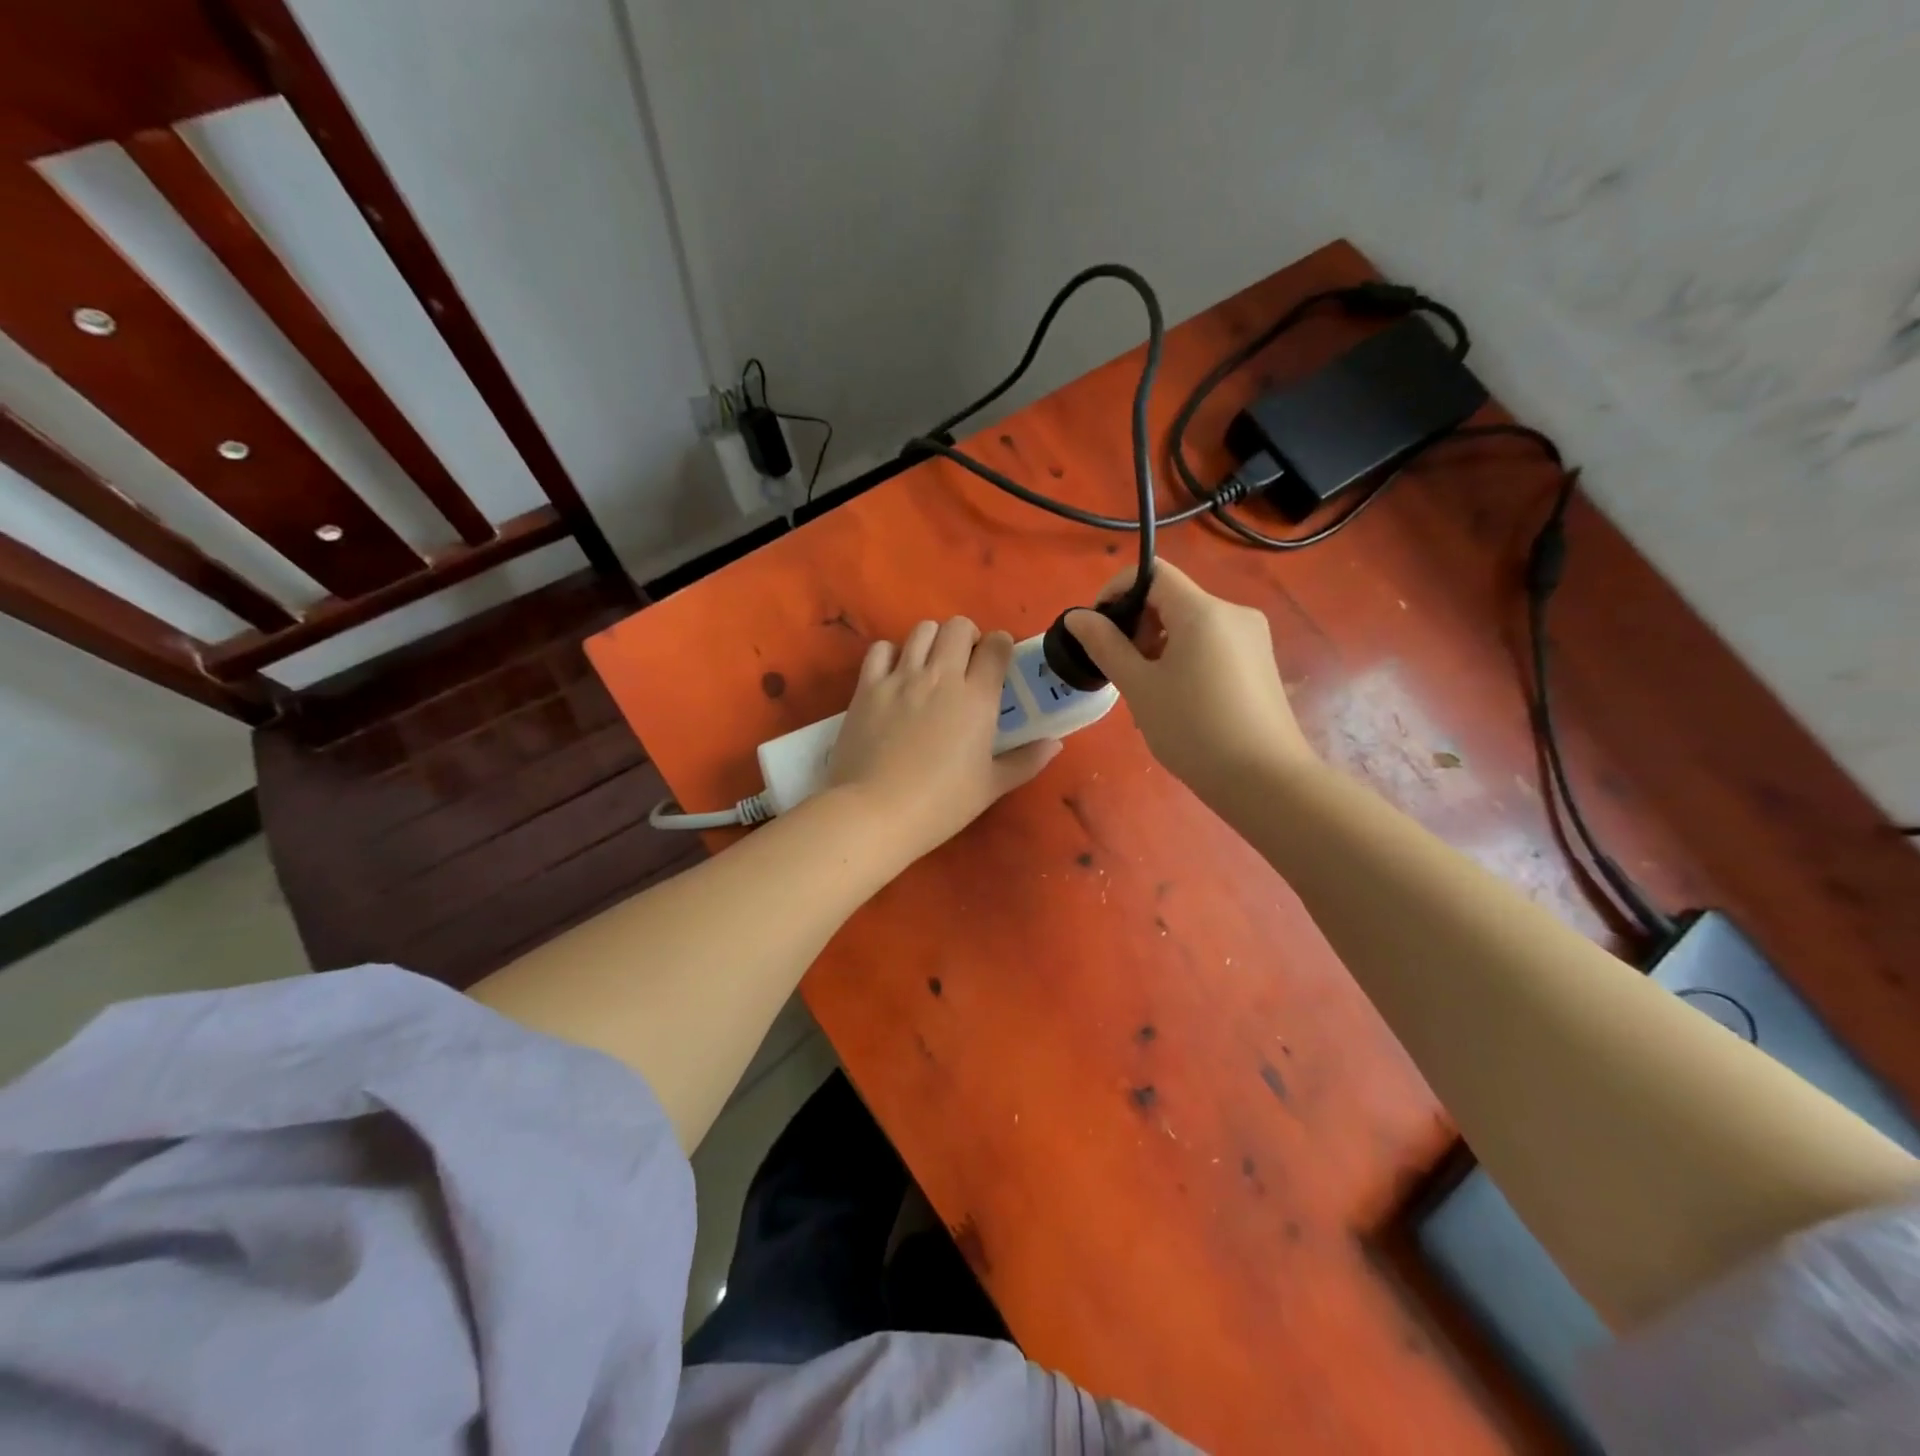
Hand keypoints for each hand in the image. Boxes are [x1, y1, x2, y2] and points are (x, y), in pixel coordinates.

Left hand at [828, 617, 1061, 863]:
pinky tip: (896, 674)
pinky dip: (892, 653)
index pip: (996, 646)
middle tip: (966, 663)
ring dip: (933, 640)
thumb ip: (1026, 761)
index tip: (998, 662)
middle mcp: (941, 676)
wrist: (876, 812)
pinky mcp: (867, 687)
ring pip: (922, 630)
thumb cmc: (941, 804)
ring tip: (932, 665)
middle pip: (958, 626)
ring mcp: (901, 678)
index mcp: (977, 698)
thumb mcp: (991, 787)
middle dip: (968, 636)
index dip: (1001, 646)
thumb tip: (1054, 743)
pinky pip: (881, 649)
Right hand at [1065, 561, 1314, 797]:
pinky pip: (1212, 644)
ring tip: (1146, 689)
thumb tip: (1077, 617)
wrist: (1264, 780)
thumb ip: (1106, 645)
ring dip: (1159, 644)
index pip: (1153, 573)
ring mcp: (1252, 638)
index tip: (1097, 626)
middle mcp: (1233, 612)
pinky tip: (1177, 698)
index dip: (1118, 590)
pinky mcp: (1260, 662)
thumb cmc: (1193, 730)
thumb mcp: (1139, 687)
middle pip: (1173, 598)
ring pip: (1191, 624)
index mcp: (1203, 611)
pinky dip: (1184, 657)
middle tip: (1119, 667)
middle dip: (1138, 624)